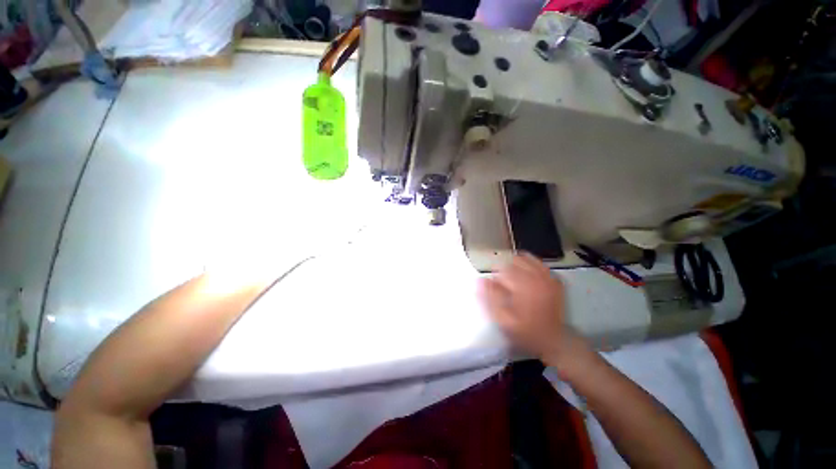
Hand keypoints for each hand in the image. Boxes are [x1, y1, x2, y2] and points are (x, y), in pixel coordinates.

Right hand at [478, 253, 580, 364]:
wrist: (554, 341)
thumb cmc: (526, 331)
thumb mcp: (503, 319)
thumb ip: (490, 298)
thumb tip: (480, 280)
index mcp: (524, 286)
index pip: (504, 268)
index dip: (495, 275)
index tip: (493, 284)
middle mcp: (537, 278)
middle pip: (516, 260)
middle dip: (506, 268)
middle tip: (503, 281)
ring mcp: (548, 279)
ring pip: (528, 259)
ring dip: (517, 264)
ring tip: (513, 276)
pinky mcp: (555, 282)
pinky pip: (541, 265)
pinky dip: (531, 265)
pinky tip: (527, 274)